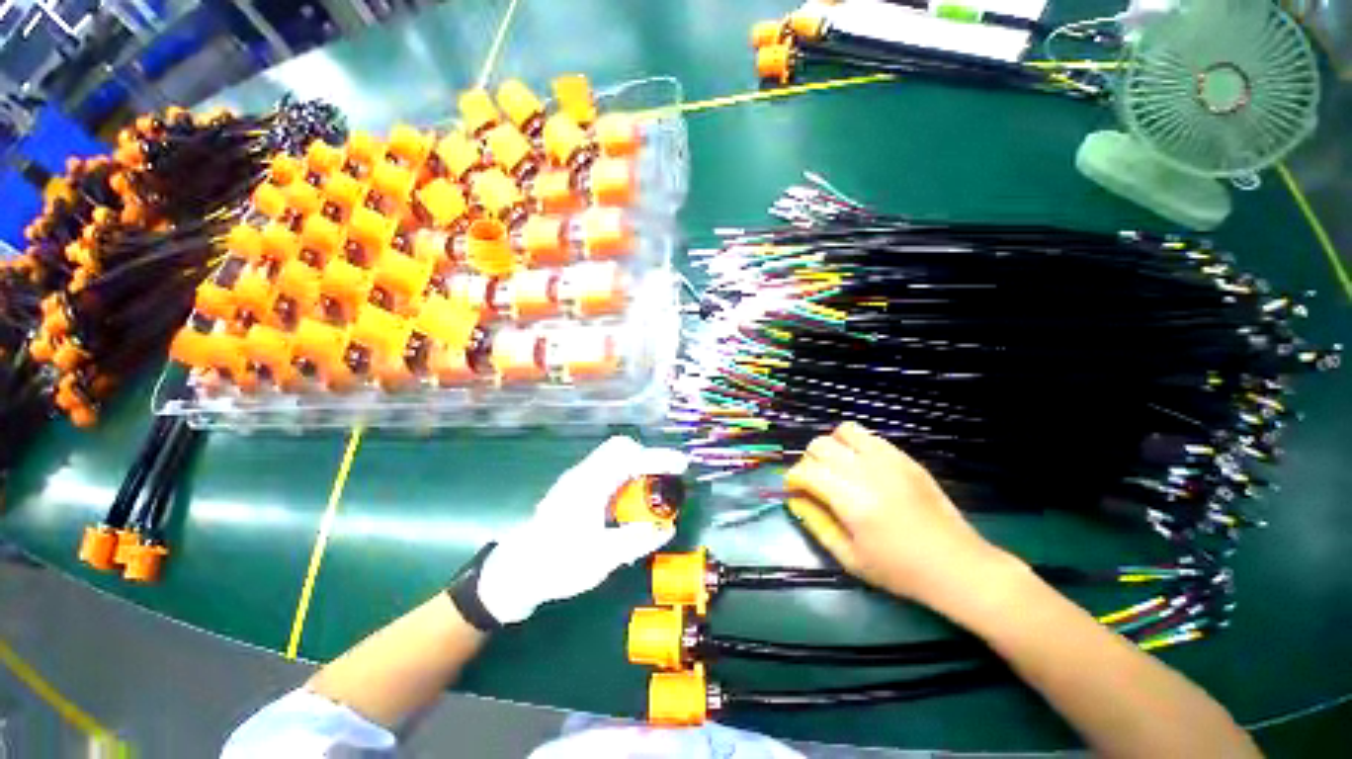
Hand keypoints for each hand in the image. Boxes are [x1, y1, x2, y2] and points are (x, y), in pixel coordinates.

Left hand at [477, 436, 687, 623]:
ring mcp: (578, 480)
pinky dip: (626, 477)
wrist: (515, 572)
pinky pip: (608, 471)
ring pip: (614, 458)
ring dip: (637, 466)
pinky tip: (630, 502)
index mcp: (590, 485)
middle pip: (620, 448)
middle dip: (647, 457)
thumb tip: (667, 528)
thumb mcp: (601, 559)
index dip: (658, 458)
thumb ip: (636, 541)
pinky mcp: (576, 489)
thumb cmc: (557, 564)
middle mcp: (584, 474)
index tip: (681, 465)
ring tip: (652, 491)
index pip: (629, 457)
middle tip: (664, 478)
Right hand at [784, 422, 1013, 604]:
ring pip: (842, 432)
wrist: (958, 565)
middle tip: (814, 483)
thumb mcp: (849, 557)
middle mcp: (867, 471)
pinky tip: (860, 466)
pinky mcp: (904, 457)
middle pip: (819, 445)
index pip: (806, 471)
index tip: (794, 491)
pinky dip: (854, 444)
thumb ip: (815, 523)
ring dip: (831, 447)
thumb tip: (794, 499)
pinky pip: (868, 436)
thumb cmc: (899, 570)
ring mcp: (889, 460)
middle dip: (808, 462)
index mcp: (851, 500)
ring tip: (836, 469)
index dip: (793, 479)